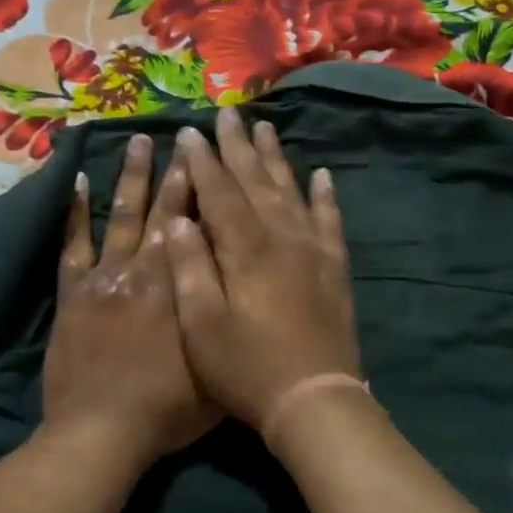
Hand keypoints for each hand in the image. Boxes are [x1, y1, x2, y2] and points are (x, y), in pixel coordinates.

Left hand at [41, 133, 219, 466]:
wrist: (102, 432)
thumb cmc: (166, 410)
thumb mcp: (215, 371)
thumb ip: (223, 325)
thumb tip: (239, 289)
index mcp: (179, 288)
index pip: (196, 229)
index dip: (205, 191)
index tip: (212, 159)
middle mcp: (144, 272)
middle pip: (162, 213)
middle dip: (175, 173)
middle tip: (182, 137)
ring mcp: (104, 279)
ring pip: (121, 217)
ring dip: (131, 178)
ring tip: (137, 141)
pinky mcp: (73, 295)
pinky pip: (74, 246)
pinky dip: (77, 213)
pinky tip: (81, 182)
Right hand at [163, 107, 360, 441]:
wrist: (315, 400)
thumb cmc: (247, 367)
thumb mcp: (201, 325)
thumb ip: (189, 268)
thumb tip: (178, 220)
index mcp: (244, 249)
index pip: (218, 192)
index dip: (201, 160)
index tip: (188, 131)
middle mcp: (281, 237)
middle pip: (255, 181)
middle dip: (236, 146)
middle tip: (226, 113)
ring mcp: (312, 250)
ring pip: (290, 190)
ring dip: (275, 158)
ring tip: (266, 127)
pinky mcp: (334, 267)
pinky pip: (330, 220)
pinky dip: (324, 195)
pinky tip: (321, 175)